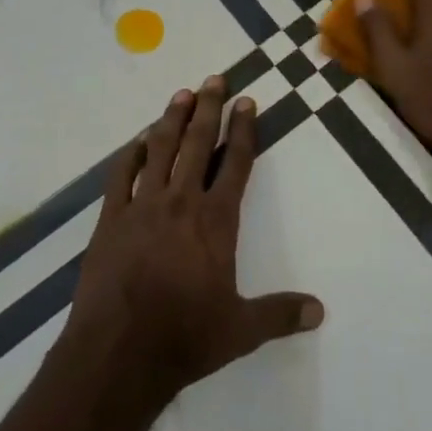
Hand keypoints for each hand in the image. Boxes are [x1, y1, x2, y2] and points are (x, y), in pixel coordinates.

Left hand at [64, 76, 324, 411]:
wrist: (118, 352)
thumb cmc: (185, 338)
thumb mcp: (241, 330)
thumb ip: (280, 314)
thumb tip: (320, 311)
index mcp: (216, 221)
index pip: (236, 164)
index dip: (244, 130)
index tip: (246, 102)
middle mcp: (181, 202)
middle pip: (198, 144)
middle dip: (209, 108)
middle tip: (214, 78)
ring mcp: (142, 206)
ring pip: (160, 150)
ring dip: (172, 119)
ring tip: (181, 94)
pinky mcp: (111, 218)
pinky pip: (122, 175)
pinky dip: (132, 154)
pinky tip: (138, 142)